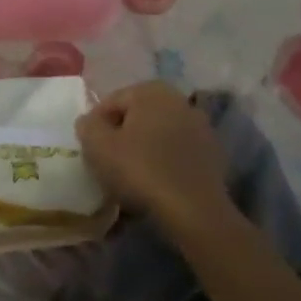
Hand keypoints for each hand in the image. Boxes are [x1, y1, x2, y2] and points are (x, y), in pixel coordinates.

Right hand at [77, 81, 230, 232]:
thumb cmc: (141, 170)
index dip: (95, 126)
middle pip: (136, 116)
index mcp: (151, 90)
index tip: (90, 150)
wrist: (194, 210)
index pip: (111, 102)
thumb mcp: (98, 146)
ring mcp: (200, 125)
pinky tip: (156, 184)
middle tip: (107, 162)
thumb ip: (87, 126)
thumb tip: (90, 121)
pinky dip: (164, 162)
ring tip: (131, 177)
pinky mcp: (212, 152)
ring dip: (143, 149)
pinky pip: (177, 152)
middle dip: (121, 135)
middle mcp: (178, 99)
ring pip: (158, 134)